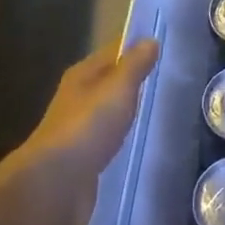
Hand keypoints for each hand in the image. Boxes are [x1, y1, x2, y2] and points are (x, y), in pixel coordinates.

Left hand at [25, 39, 160, 198]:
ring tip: (160, 107)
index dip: (136, 47)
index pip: (113, 51)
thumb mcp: (118, 88)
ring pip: (109, 110)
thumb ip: (135, 65)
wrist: (56, 185)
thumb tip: (150, 40)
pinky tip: (140, 139)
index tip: (164, 46)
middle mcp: (77, 98)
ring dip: (128, 108)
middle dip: (134, 79)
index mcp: (82, 75)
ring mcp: (78, 130)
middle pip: (109, 81)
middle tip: (169, 77)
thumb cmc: (88, 126)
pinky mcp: (84, 158)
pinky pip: (109, 138)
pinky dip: (123, 135)